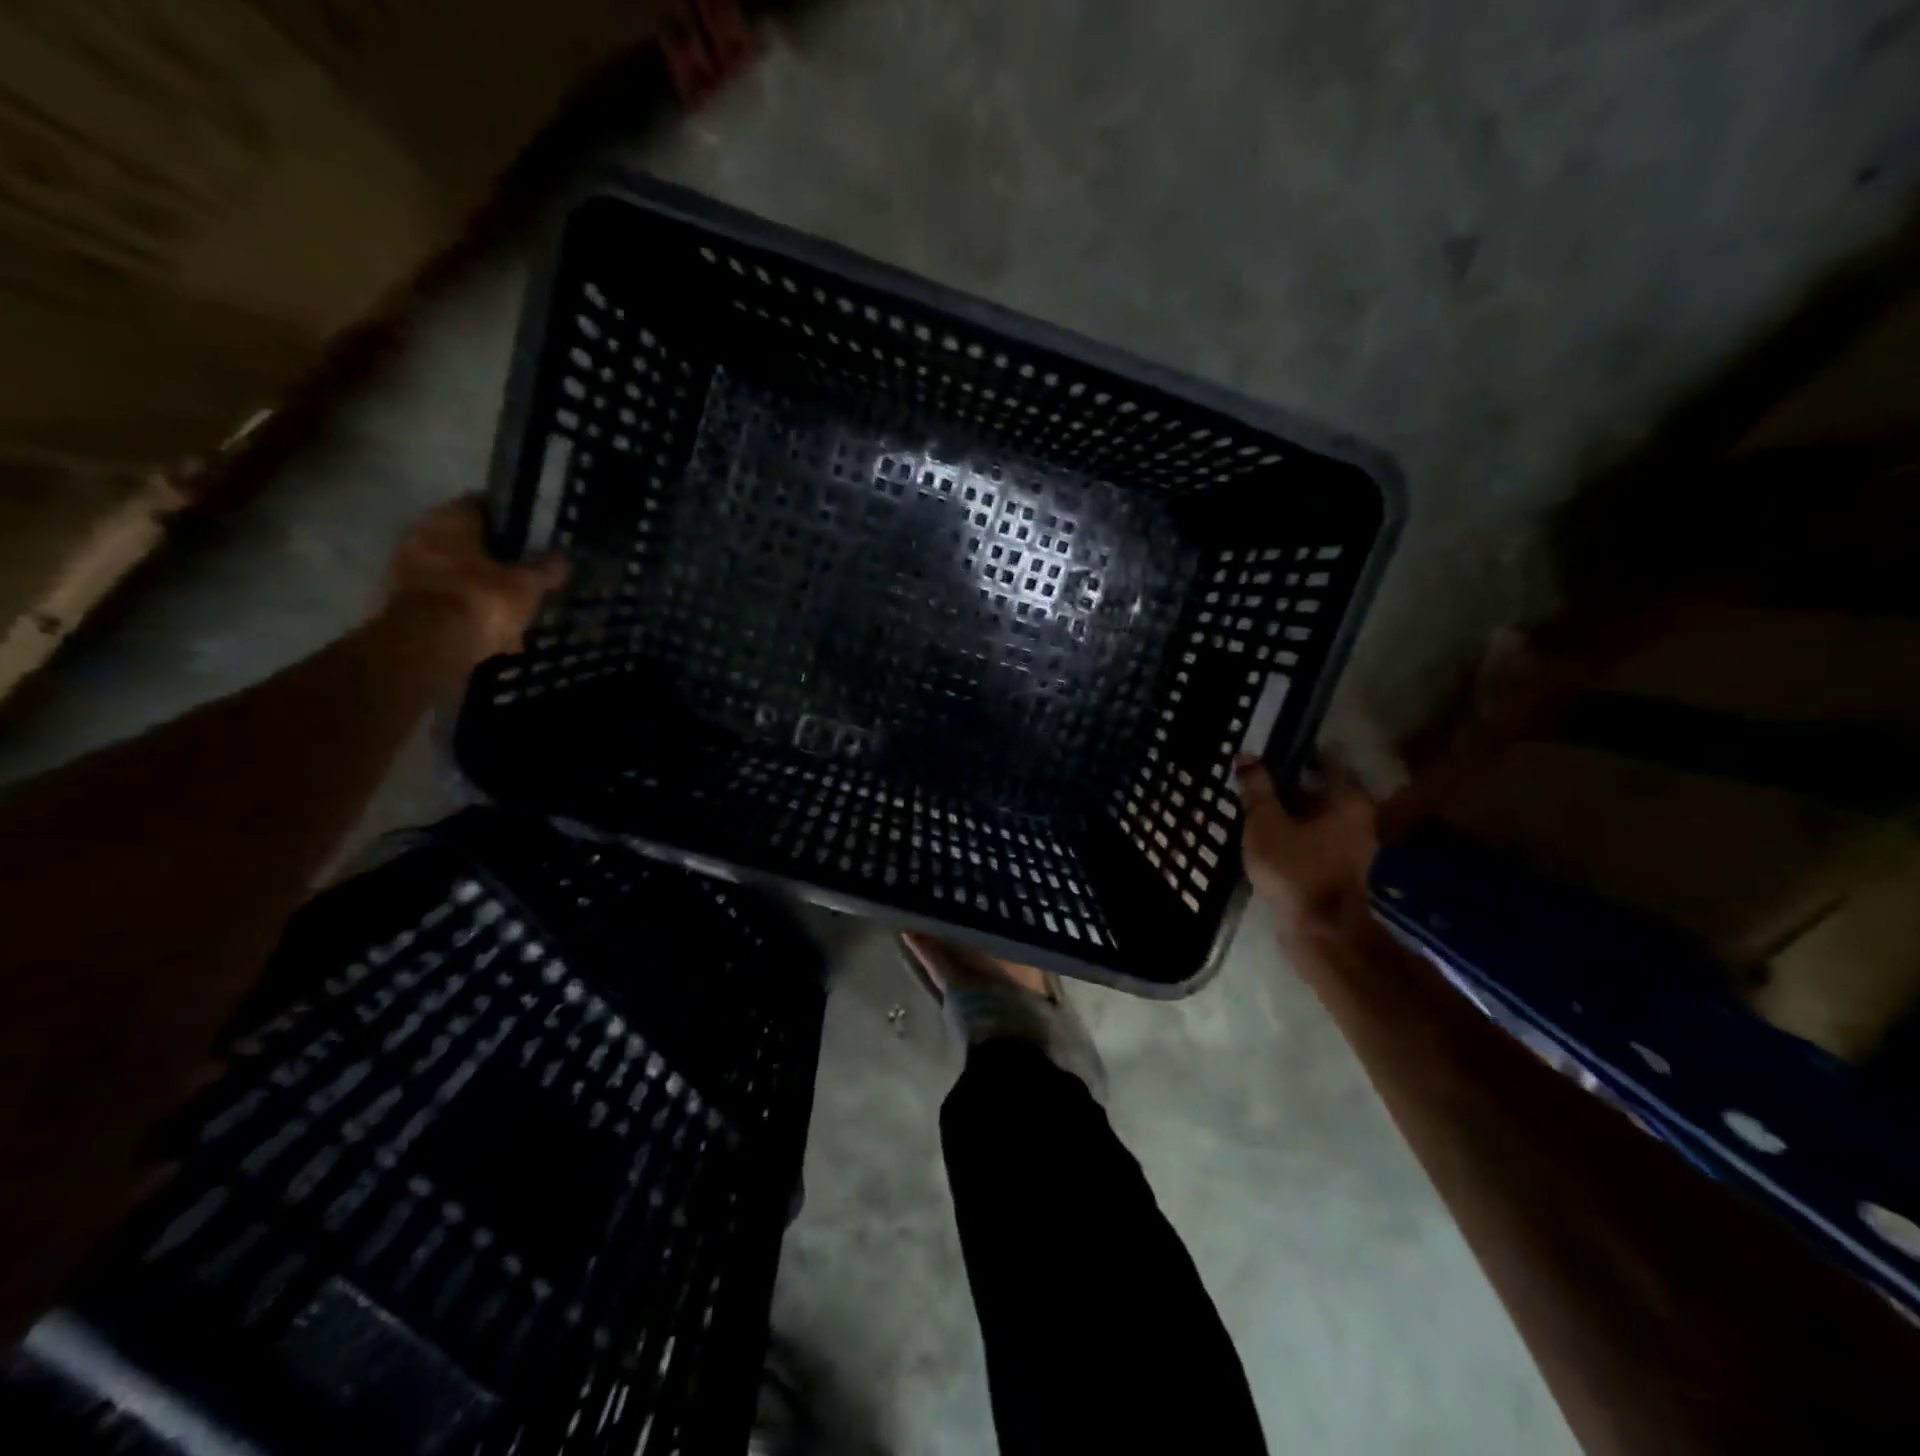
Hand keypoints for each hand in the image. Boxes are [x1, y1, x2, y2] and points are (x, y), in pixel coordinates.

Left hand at [380, 498, 569, 662]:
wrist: (430, 645)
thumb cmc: (481, 599)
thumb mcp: (527, 585)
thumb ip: (546, 570)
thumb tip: (565, 559)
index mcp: (448, 519)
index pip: (483, 506)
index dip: (510, 520)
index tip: (533, 535)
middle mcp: (421, 535)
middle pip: (467, 542)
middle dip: (495, 558)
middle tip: (525, 572)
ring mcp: (407, 570)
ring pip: (456, 574)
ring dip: (480, 587)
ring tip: (513, 606)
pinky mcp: (405, 604)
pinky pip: (447, 602)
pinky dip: (468, 612)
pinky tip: (494, 630)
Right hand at [1235, 754, 1378, 943]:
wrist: (1323, 931)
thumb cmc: (1296, 869)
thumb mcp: (1266, 824)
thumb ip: (1257, 789)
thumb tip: (1247, 755)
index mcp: (1347, 799)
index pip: (1325, 759)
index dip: (1296, 751)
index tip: (1269, 749)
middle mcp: (1359, 816)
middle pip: (1322, 788)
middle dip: (1290, 783)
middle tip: (1255, 779)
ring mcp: (1355, 844)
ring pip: (1319, 814)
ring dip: (1292, 809)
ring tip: (1257, 809)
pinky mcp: (1343, 866)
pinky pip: (1318, 836)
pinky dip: (1297, 831)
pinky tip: (1270, 836)